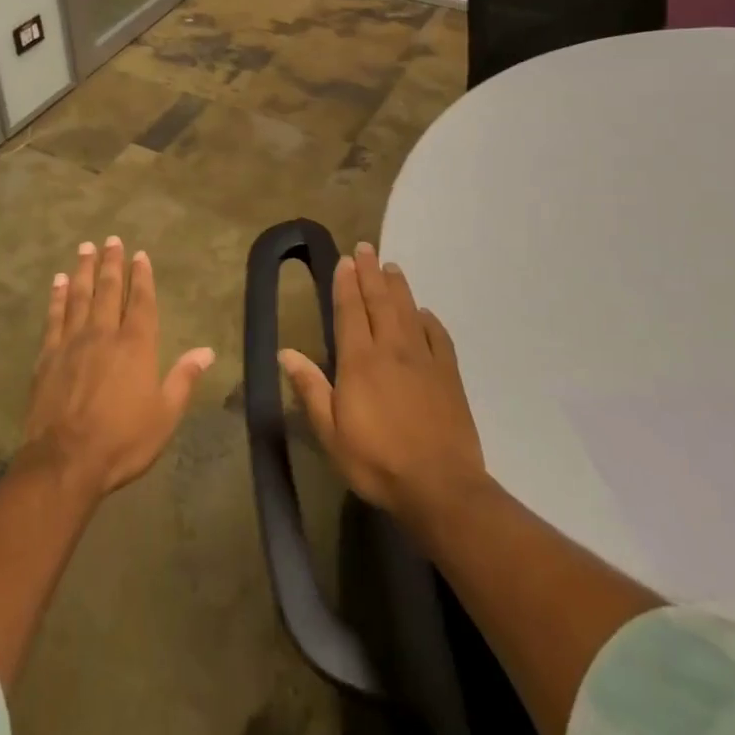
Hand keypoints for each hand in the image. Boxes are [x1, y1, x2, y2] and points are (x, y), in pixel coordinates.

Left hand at [22, 236, 214, 500]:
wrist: (65, 461)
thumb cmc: (122, 440)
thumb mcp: (165, 415)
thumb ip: (183, 379)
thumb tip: (206, 351)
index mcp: (136, 345)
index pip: (141, 301)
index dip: (141, 276)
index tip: (140, 255)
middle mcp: (104, 334)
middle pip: (108, 290)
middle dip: (111, 263)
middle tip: (110, 239)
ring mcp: (72, 342)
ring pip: (79, 296)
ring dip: (83, 270)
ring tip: (85, 248)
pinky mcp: (47, 356)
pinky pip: (53, 317)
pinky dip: (56, 297)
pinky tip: (57, 282)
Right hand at [280, 242, 488, 529]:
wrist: (440, 486)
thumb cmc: (377, 461)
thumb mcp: (331, 432)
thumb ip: (310, 388)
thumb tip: (285, 352)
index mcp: (360, 361)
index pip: (351, 311)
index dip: (346, 284)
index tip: (345, 260)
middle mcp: (392, 350)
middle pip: (380, 302)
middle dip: (370, 273)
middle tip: (366, 248)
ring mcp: (424, 360)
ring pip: (408, 311)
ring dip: (398, 287)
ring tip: (391, 267)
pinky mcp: (449, 375)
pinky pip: (438, 336)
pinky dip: (428, 319)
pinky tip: (423, 313)